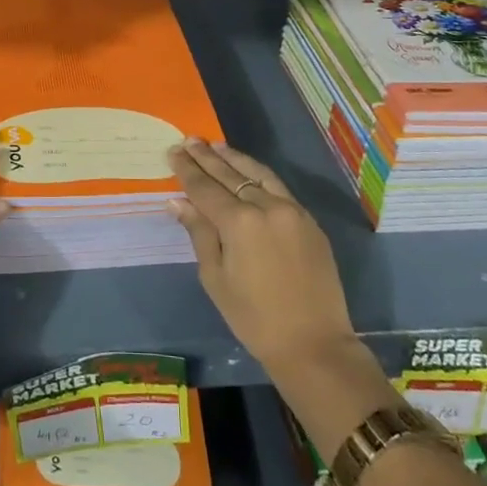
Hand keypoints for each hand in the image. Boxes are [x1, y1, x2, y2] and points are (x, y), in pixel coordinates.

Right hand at [167, 138, 359, 375]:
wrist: (314, 344)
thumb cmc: (254, 318)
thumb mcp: (216, 279)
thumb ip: (199, 233)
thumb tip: (179, 201)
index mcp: (239, 222)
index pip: (205, 188)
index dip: (187, 169)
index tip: (173, 151)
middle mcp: (267, 207)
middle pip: (230, 175)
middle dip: (207, 157)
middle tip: (189, 140)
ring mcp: (292, 211)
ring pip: (258, 174)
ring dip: (235, 159)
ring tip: (216, 147)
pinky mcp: (309, 221)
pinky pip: (279, 188)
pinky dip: (259, 175)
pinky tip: (248, 171)